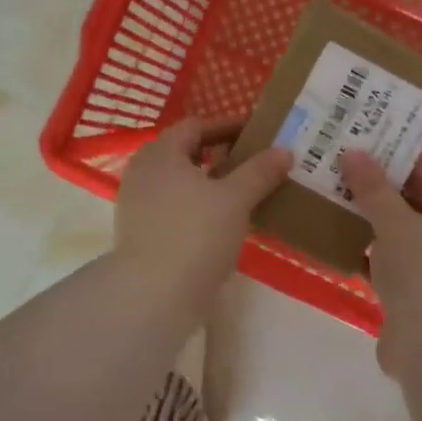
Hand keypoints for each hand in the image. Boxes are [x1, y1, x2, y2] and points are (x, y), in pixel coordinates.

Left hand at [114, 118, 291, 300]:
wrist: (152, 294)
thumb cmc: (194, 235)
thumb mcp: (235, 199)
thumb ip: (259, 171)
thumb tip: (284, 150)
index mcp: (161, 152)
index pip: (196, 126)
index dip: (228, 126)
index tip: (258, 134)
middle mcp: (143, 171)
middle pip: (186, 153)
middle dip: (221, 155)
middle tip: (256, 162)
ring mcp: (138, 203)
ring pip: (181, 182)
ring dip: (211, 183)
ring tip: (246, 193)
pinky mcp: (141, 231)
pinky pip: (175, 207)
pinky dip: (198, 206)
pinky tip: (223, 221)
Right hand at [340, 150, 421, 379]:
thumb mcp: (395, 224)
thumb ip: (373, 189)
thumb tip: (353, 153)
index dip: (393, 168)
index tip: (358, 157)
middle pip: (416, 211)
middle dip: (378, 199)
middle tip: (339, 180)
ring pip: (403, 243)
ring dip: (372, 230)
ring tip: (333, 209)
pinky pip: (395, 271)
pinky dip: (372, 262)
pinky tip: (340, 249)